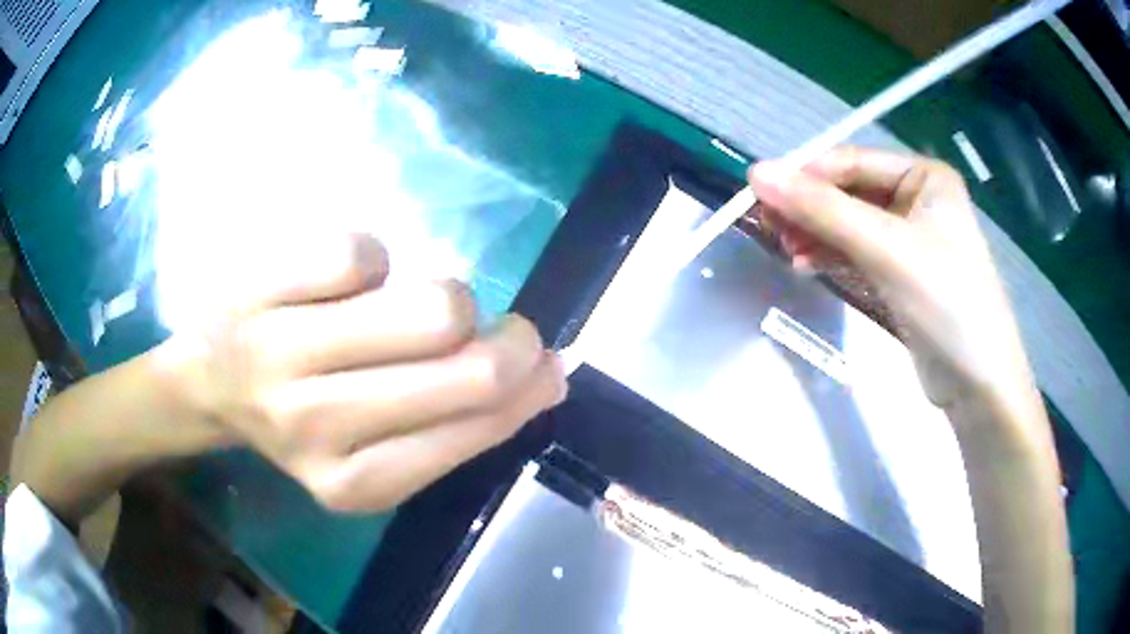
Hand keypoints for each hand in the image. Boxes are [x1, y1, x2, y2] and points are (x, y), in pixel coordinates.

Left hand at [155, 233, 565, 511]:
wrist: (208, 384)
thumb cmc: (300, 420)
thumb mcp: (375, 452)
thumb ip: (457, 423)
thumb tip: (547, 375)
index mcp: (356, 483)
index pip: (478, 426)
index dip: (530, 386)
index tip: (544, 361)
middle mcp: (320, 427)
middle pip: (468, 367)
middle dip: (514, 338)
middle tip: (506, 328)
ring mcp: (284, 354)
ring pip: (428, 306)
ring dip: (446, 298)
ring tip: (413, 308)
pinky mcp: (263, 289)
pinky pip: (364, 253)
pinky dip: (374, 262)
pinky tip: (345, 283)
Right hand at [749, 148, 1034, 413]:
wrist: (978, 383)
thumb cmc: (945, 302)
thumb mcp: (886, 249)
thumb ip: (823, 209)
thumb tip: (756, 172)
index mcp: (924, 176)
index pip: (852, 161)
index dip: (805, 175)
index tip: (758, 194)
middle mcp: (918, 198)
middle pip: (849, 192)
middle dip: (810, 209)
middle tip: (770, 229)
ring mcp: (911, 237)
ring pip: (850, 223)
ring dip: (816, 234)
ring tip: (787, 252)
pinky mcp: (902, 272)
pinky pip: (858, 251)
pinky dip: (832, 256)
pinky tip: (807, 265)